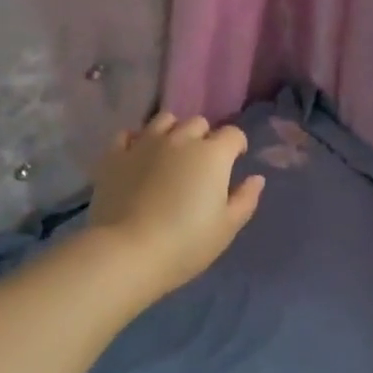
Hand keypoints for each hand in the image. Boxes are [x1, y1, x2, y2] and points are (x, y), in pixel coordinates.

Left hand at [87, 112, 265, 295]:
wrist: (129, 252)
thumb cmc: (187, 243)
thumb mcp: (226, 228)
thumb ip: (245, 199)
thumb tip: (256, 178)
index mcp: (212, 154)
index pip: (233, 134)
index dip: (237, 146)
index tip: (235, 161)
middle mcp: (180, 139)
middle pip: (198, 123)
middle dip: (205, 138)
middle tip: (201, 163)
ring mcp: (145, 143)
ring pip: (164, 120)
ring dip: (173, 132)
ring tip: (170, 153)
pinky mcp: (116, 155)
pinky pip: (128, 134)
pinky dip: (137, 141)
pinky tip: (138, 157)